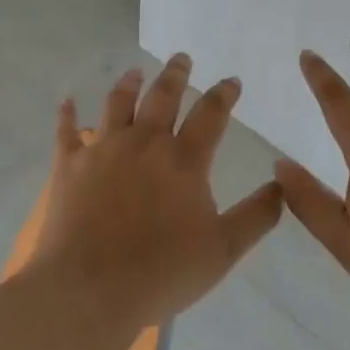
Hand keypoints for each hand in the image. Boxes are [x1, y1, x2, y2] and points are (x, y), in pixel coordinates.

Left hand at [36, 53, 283, 329]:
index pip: (211, 114)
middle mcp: (145, 143)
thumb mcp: (224, 250)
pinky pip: (67, 132)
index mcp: (184, 160)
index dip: (224, 94)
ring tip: (135, 72)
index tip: (231, 81)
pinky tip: (67, 101)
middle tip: (181, 58)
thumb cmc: (162, 272)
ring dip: (129, 84)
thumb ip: (257, 215)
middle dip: (175, 74)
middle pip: (163, 97)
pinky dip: (67, 115)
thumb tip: (282, 184)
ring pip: (118, 104)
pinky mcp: (69, 166)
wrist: (89, 291)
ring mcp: (104, 150)